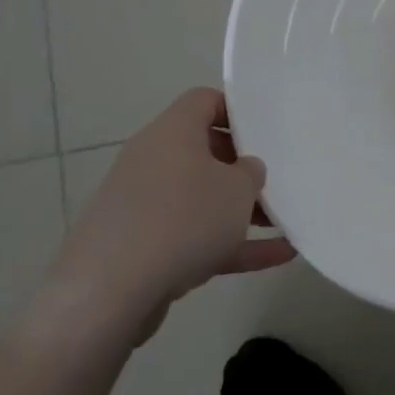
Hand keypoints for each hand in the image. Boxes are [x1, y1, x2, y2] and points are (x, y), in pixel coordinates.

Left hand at [46, 88, 294, 348]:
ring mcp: (145, 206)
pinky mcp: (143, 247)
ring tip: (285, 222)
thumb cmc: (182, 220)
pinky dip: (231, 244)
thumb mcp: (237, 189)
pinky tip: (278, 256)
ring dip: (241, 210)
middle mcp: (153, 161)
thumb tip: (244, 170)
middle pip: (205, 152)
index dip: (237, 110)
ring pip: (201, 199)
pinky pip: (195, 237)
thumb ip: (251, 172)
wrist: (109, 293)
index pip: (204, 101)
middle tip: (277, 180)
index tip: (268, 130)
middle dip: (243, 168)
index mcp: (172, 132)